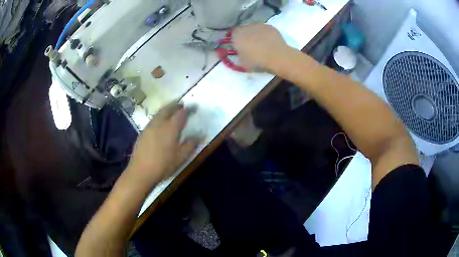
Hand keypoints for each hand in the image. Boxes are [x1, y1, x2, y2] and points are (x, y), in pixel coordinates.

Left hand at [126, 103, 199, 187]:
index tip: (194, 107)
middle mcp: (159, 123)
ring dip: (166, 110)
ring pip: (159, 113)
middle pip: (168, 109)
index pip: (181, 113)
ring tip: (171, 112)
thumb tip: (198, 136)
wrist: (141, 171)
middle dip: (176, 105)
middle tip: (182, 105)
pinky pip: (153, 120)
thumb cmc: (163, 165)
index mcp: (171, 127)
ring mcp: (149, 127)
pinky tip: (160, 124)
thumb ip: (190, 145)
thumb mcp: (181, 157)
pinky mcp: (143, 132)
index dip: (188, 109)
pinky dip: (159, 117)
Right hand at [233, 23, 289, 71]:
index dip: (235, 41)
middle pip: (243, 30)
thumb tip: (239, 53)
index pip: (232, 35)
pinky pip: (264, 29)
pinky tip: (269, 42)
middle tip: (250, 46)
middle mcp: (246, 27)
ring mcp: (259, 25)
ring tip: (261, 43)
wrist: (277, 57)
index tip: (239, 48)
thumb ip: (238, 55)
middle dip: (245, 36)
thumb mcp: (242, 63)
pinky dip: (265, 34)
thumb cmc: (257, 61)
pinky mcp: (270, 26)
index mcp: (237, 35)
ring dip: (255, 34)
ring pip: (254, 28)